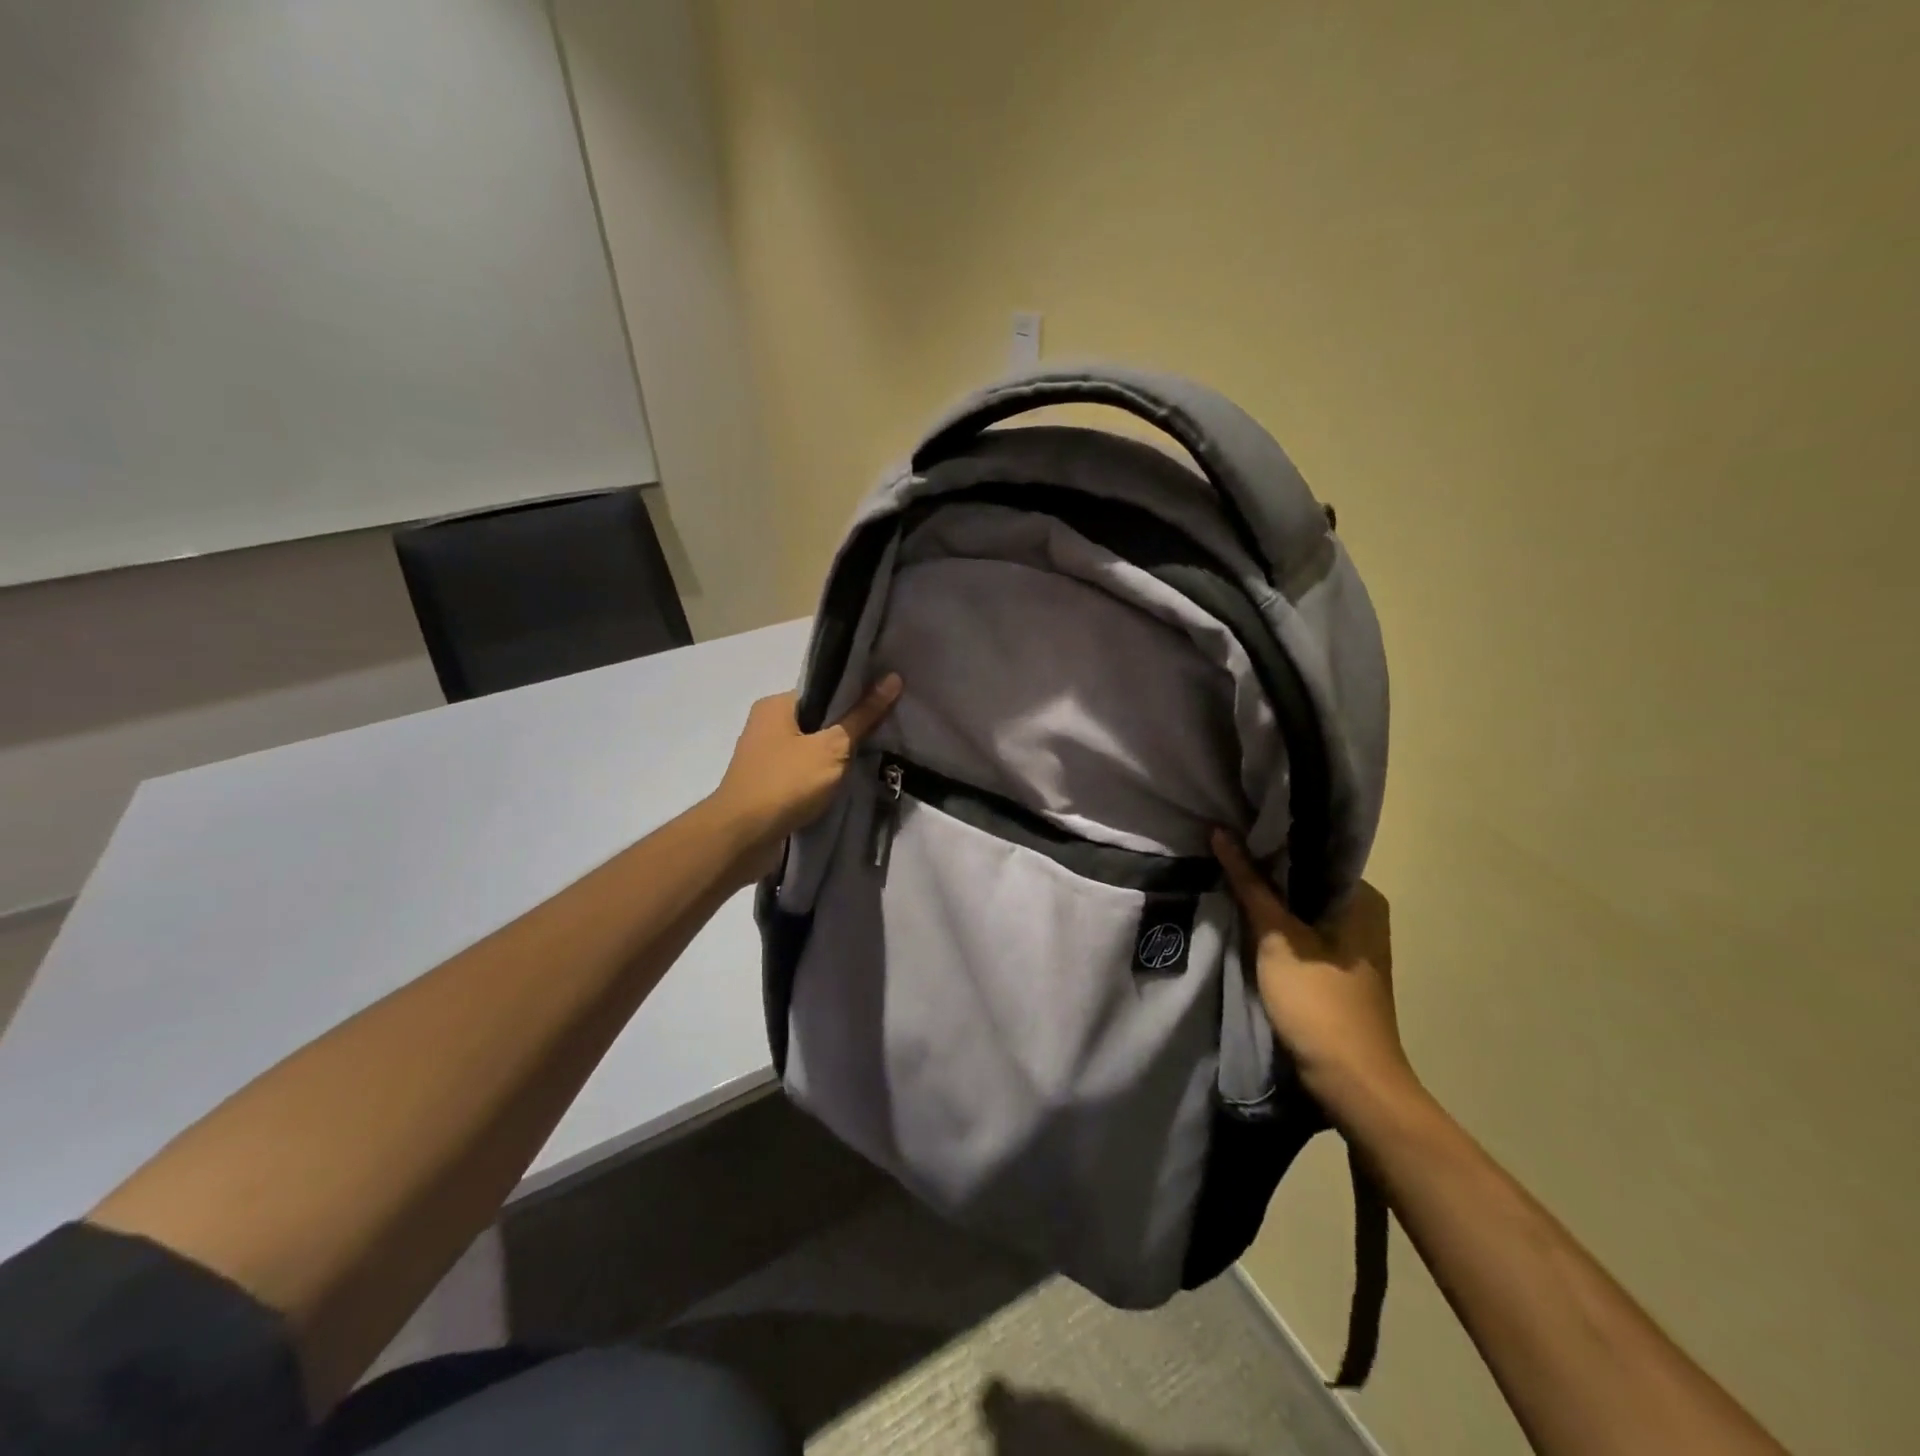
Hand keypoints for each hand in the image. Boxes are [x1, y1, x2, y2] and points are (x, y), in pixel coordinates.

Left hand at [710, 675, 902, 878]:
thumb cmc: (786, 783)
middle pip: (818, 720)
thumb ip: (863, 716)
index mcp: (776, 705)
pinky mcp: (767, 786)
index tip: (885, 704)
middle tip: (885, 733)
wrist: (741, 838)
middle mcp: (765, 725)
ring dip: (836, 758)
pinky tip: (845, 785)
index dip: (855, 696)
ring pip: (811, 749)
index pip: (823, 691)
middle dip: (848, 729)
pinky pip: (803, 774)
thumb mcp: (832, 748)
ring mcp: (764, 758)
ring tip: (872, 759)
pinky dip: (822, 778)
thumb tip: (893, 678)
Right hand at [1212, 832, 1415, 1119]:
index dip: (1271, 840)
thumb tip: (1221, 832)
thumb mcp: (1277, 938)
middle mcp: (1364, 914)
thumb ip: (1249, 884)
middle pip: (1306, 879)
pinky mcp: (1337, 968)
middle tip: (1222, 850)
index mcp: (1362, 898)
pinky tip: (1245, 916)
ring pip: (1302, 907)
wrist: (1351, 1082)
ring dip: (1268, 898)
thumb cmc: (1318, 1002)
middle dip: (1266, 869)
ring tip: (1226, 875)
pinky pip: (1302, 931)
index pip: (1313, 851)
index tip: (1233, 829)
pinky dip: (1277, 924)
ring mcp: (1352, 944)